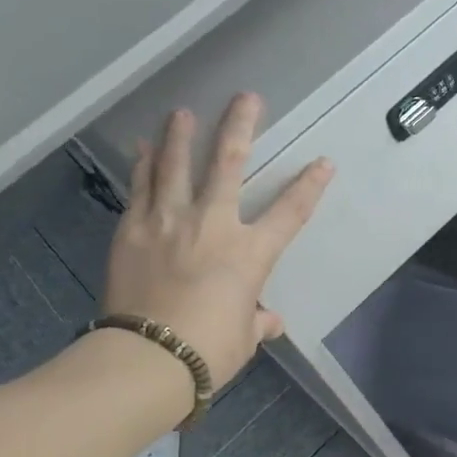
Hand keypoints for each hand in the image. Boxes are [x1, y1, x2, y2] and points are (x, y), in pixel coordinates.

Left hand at [103, 94, 331, 390]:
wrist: (146, 358)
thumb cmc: (207, 351)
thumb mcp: (243, 339)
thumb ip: (257, 322)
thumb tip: (269, 321)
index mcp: (249, 254)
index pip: (290, 212)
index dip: (310, 186)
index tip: (323, 162)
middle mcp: (212, 225)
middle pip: (229, 164)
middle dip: (241, 127)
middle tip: (246, 98)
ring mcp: (168, 222)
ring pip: (176, 166)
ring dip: (181, 135)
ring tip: (182, 112)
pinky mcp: (132, 230)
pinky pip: (140, 188)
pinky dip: (143, 165)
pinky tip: (143, 147)